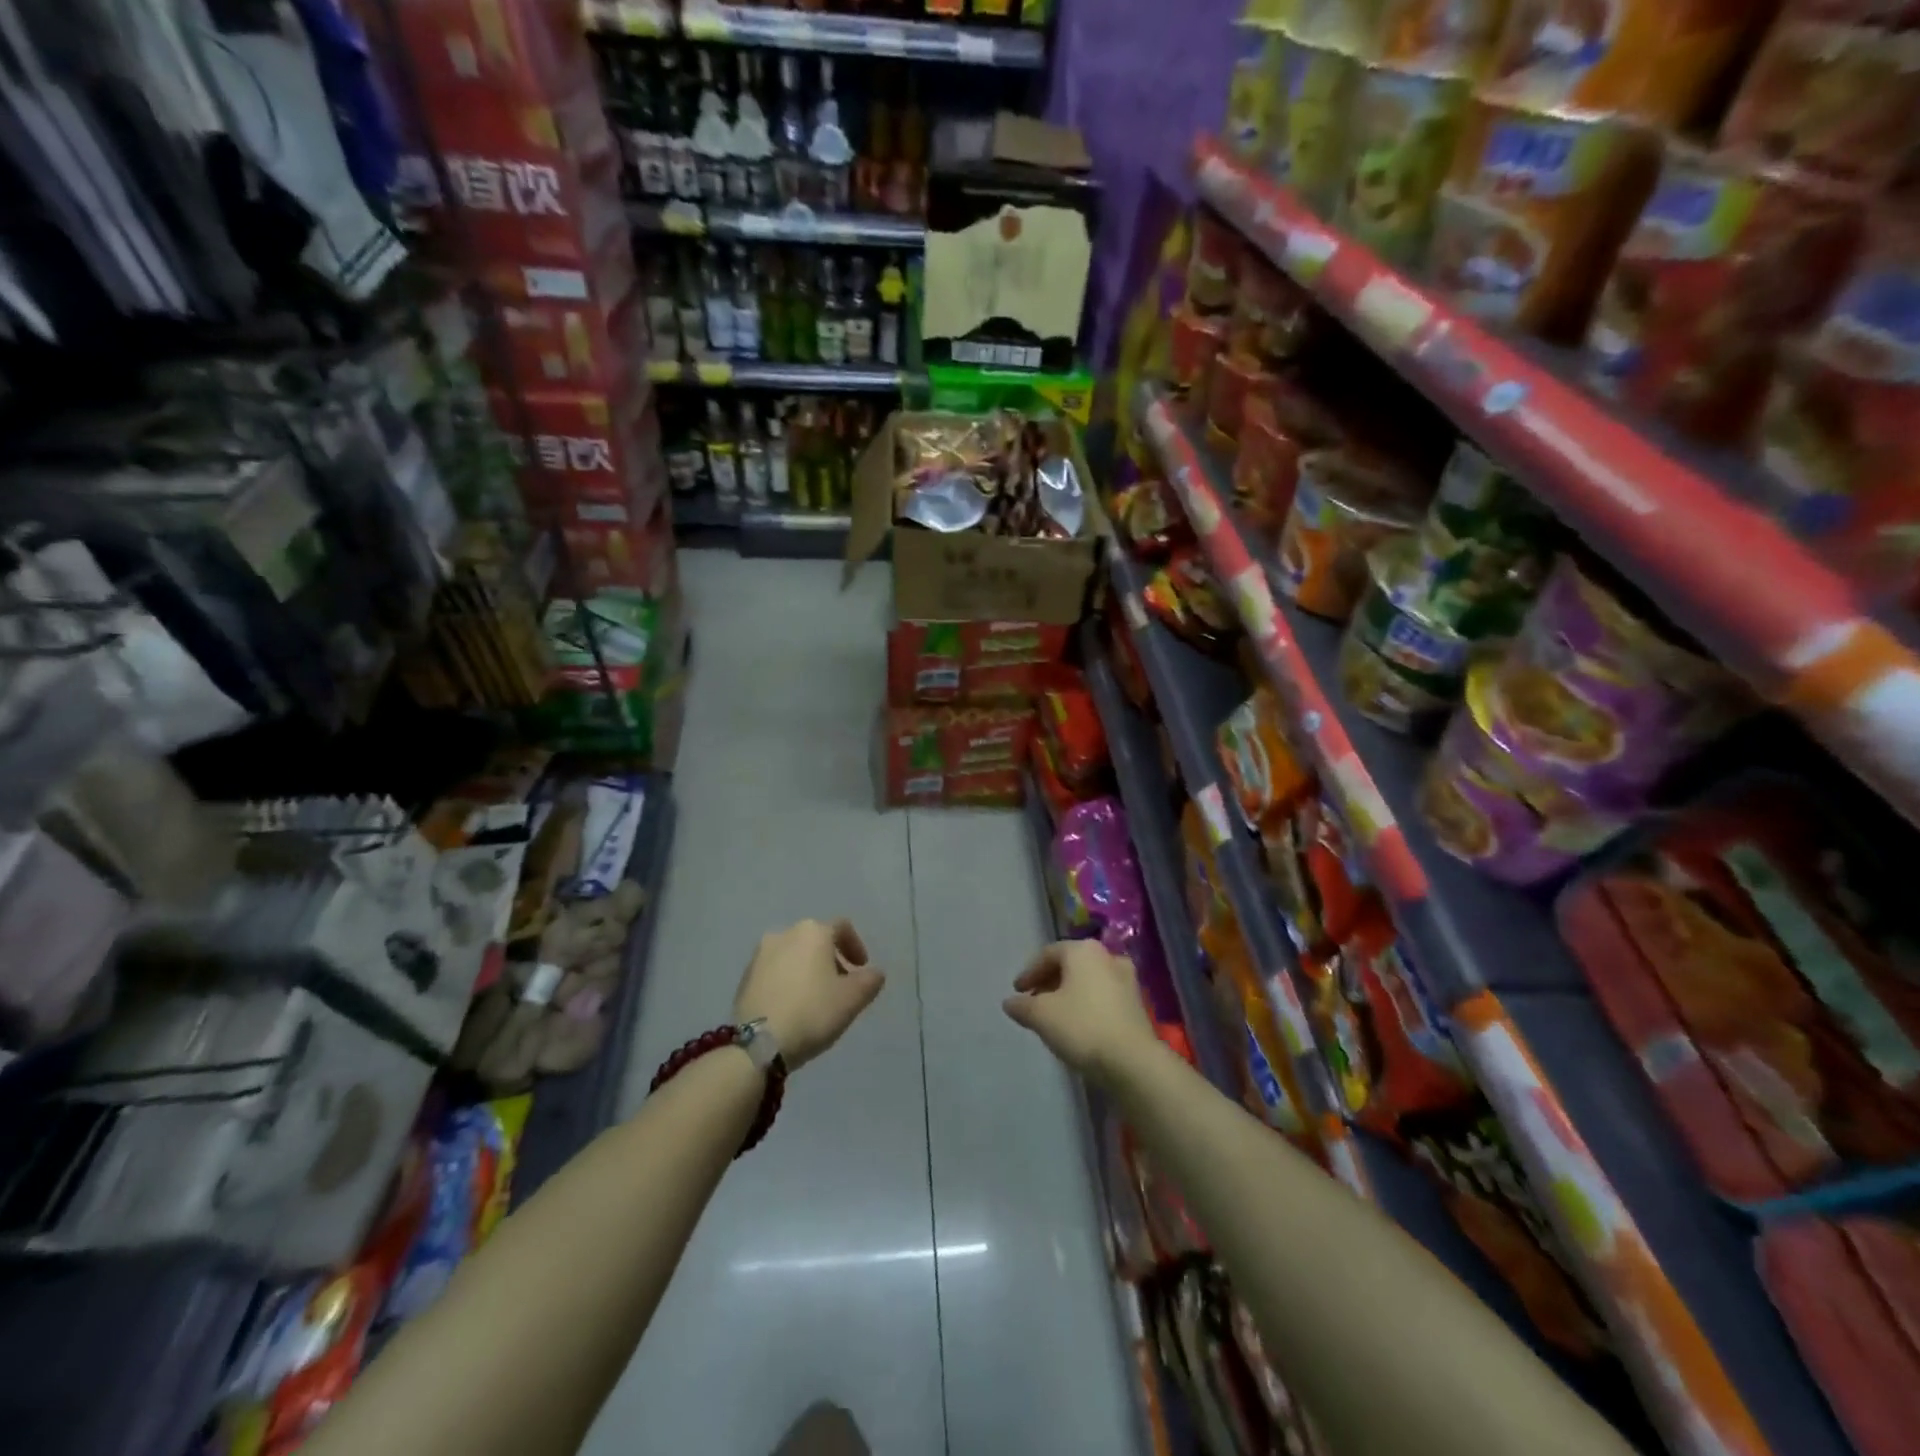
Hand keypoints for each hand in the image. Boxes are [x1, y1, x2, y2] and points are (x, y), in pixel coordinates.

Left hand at [734, 919, 884, 1071]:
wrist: (758, 1042)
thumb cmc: (812, 1012)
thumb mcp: (852, 999)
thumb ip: (870, 981)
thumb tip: (874, 973)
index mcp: (813, 932)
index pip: (842, 928)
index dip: (856, 946)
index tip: (861, 969)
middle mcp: (784, 933)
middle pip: (816, 940)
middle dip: (831, 960)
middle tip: (841, 986)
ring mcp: (760, 955)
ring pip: (794, 955)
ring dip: (808, 970)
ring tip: (815, 999)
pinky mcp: (744, 977)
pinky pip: (775, 971)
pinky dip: (788, 981)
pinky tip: (792, 1006)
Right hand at [1002, 940, 1160, 1085]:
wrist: (1132, 1061)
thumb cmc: (1082, 1027)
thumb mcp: (1041, 1016)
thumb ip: (1022, 1006)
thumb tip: (1010, 1002)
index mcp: (1083, 950)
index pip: (1048, 953)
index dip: (1029, 972)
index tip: (1017, 992)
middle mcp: (1107, 956)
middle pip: (1070, 964)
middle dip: (1049, 982)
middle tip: (1034, 1002)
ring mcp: (1127, 979)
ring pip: (1088, 980)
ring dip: (1068, 993)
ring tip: (1054, 1015)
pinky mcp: (1137, 1003)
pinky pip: (1103, 995)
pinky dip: (1087, 1004)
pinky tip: (1078, 1025)